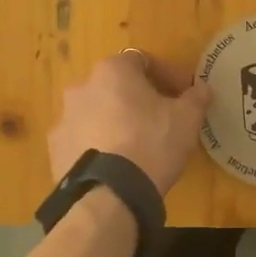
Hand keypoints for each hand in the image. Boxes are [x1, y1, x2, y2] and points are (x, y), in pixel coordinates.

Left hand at [49, 52, 211, 195]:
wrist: (109, 195)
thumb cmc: (152, 144)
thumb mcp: (187, 119)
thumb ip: (195, 98)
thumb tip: (200, 89)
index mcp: (113, 71)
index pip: (143, 61)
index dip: (166, 76)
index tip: (182, 95)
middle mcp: (82, 87)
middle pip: (115, 86)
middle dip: (137, 99)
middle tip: (160, 119)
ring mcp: (64, 119)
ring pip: (96, 112)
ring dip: (114, 121)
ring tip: (135, 146)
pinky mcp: (55, 149)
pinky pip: (82, 139)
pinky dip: (97, 145)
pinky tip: (114, 165)